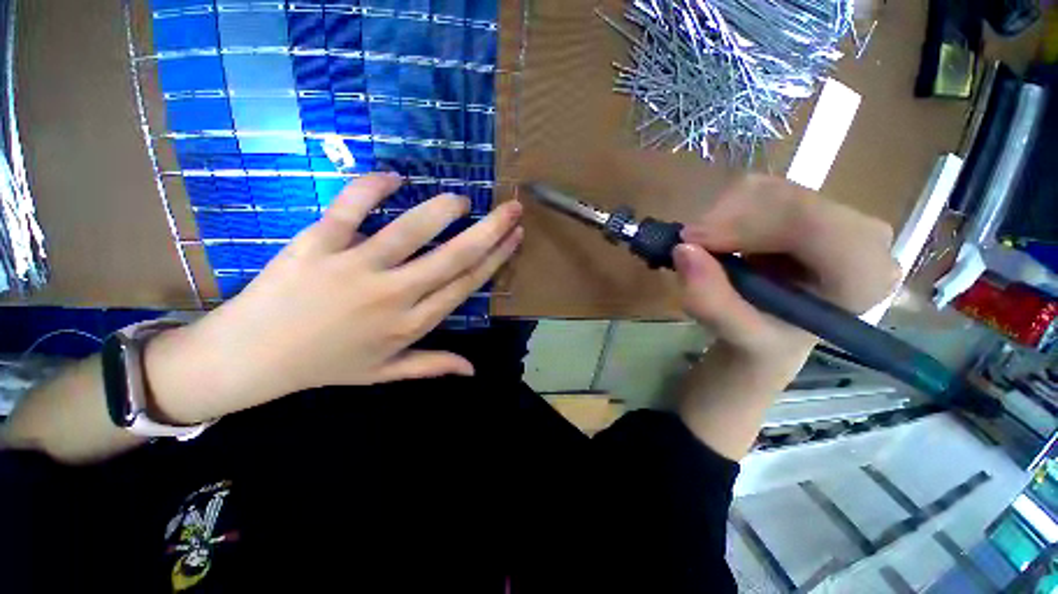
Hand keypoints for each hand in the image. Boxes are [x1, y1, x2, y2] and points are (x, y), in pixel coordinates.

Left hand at [146, 173, 523, 423]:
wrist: (251, 358)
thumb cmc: (325, 365)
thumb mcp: (385, 373)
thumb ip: (432, 366)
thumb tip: (472, 370)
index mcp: (411, 323)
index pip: (466, 284)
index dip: (495, 258)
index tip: (514, 237)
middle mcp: (393, 295)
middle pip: (454, 256)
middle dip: (490, 230)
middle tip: (511, 208)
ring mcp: (355, 268)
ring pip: (411, 230)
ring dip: (443, 210)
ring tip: (462, 199)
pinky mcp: (317, 245)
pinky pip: (350, 208)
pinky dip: (372, 188)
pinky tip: (394, 176)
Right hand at [673, 175, 898, 360]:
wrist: (776, 330)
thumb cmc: (765, 340)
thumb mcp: (738, 336)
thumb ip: (712, 302)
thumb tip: (683, 250)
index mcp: (862, 276)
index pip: (812, 223)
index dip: (744, 223)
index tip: (692, 241)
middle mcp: (863, 235)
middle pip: (786, 199)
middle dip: (726, 218)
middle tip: (689, 245)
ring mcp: (836, 212)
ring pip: (767, 188)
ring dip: (722, 215)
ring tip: (707, 248)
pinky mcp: (809, 202)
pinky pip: (759, 188)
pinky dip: (726, 209)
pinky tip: (721, 237)